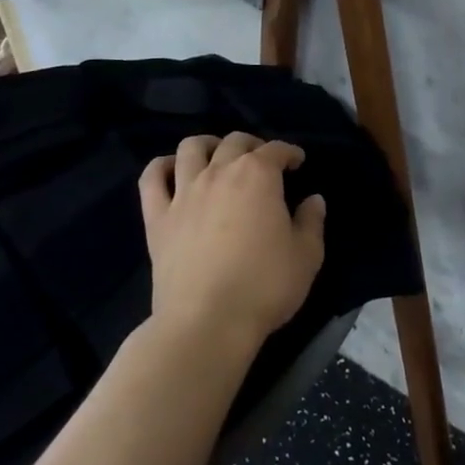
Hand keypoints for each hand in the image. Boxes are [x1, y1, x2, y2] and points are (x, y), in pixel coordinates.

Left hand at [139, 133, 326, 349]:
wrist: (207, 322)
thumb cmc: (264, 286)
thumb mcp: (307, 256)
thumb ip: (312, 222)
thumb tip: (314, 200)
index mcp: (258, 176)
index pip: (276, 149)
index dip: (289, 152)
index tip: (297, 162)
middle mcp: (219, 173)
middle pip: (234, 142)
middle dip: (253, 145)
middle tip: (262, 161)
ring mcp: (184, 193)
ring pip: (191, 148)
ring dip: (207, 145)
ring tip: (216, 156)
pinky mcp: (157, 218)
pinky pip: (151, 179)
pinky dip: (160, 167)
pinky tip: (170, 170)